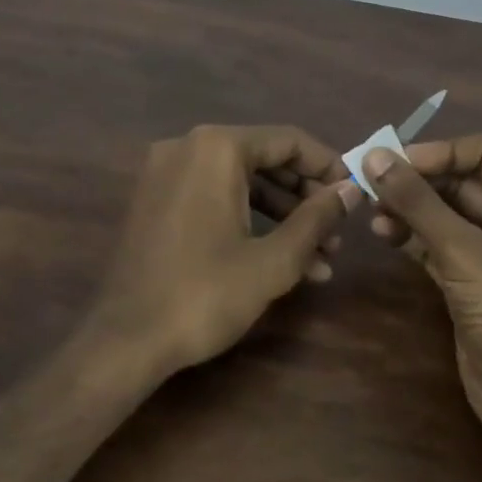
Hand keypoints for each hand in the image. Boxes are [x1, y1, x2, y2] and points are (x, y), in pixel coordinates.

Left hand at [97, 125, 361, 374]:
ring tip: (320, 259)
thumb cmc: (204, 294)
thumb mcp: (273, 260)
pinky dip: (247, 220)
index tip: (355, 195)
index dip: (328, 166)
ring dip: (282, 216)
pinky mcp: (155, 201)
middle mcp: (187, 147)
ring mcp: (166, 173)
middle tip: (338, 233)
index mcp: (216, 148)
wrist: (125, 340)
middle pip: (264, 159)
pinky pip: (213, 197)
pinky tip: (280, 260)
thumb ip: (317, 218)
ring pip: (240, 182)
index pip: (288, 140)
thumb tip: (351, 190)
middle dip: (306, 198)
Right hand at [364, 136, 481, 456]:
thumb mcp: (463, 248)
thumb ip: (416, 200)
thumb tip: (373, 155)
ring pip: (446, 215)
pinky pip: (439, 245)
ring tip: (372, 213)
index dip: (438, 152)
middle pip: (461, 182)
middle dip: (417, 182)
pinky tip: (384, 234)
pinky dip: (412, 237)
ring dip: (410, 209)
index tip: (394, 163)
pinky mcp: (473, 283)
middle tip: (371, 185)